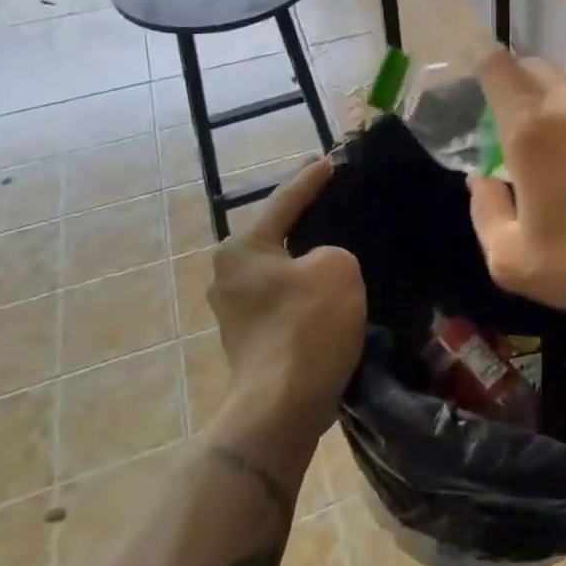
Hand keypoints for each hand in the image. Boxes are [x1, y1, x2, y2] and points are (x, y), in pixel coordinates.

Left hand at [207, 158, 365, 424]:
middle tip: (332, 195)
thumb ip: (332, 250)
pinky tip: (328, 285)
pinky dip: (304, 285)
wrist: (282, 405)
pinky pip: (283, 294)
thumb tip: (320, 266)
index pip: (284, 201)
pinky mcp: (251, 336)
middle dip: (303, 217)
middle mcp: (228, 274)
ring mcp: (235, 309)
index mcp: (243, 248)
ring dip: (305, 255)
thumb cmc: (307, 325)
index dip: (310, 179)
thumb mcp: (337, 267)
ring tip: (336, 239)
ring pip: (279, 267)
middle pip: (275, 233)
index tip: (329, 161)